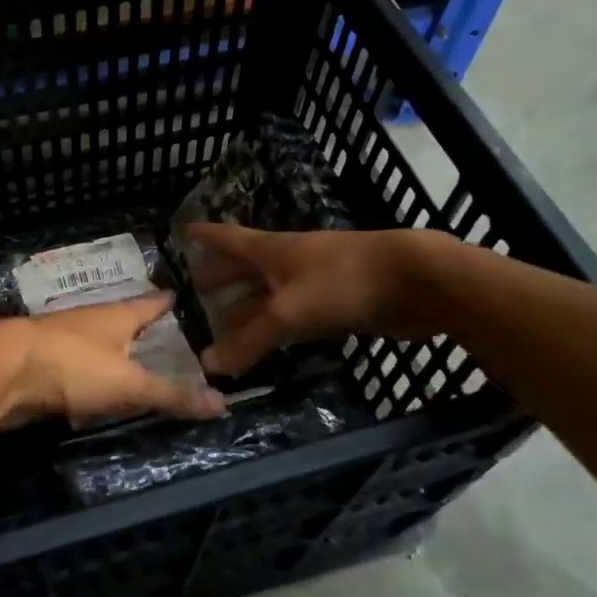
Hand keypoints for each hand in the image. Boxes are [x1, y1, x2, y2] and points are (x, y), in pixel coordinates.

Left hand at [0, 294, 227, 426]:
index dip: (163, 302)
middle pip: (119, 318)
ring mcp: (61, 337)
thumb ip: (171, 395)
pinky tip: (88, 380)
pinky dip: (86, 367)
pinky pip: (72, 360)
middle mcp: (89, 320)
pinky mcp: (40, 358)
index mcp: (115, 316)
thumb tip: (223, 404)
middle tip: (157, 329)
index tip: (175, 296)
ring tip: (127, 354)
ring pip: (93, 338)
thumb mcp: (128, 385)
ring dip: (109, 345)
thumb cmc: (73, 366)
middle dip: (136, 323)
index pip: (148, 304)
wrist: (2, 369)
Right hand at [178, 224, 453, 375]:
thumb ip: (249, 340)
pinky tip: (267, 338)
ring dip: (245, 305)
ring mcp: (313, 280)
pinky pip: (292, 313)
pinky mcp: (336, 302)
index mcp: (270, 250)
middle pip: (245, 266)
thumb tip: (206, 365)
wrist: (416, 280)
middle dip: (219, 277)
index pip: (227, 237)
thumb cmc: (343, 281)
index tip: (181, 231)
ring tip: (219, 322)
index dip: (205, 235)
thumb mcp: (288, 312)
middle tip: (191, 290)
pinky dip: (274, 324)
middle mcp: (287, 261)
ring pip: (268, 292)